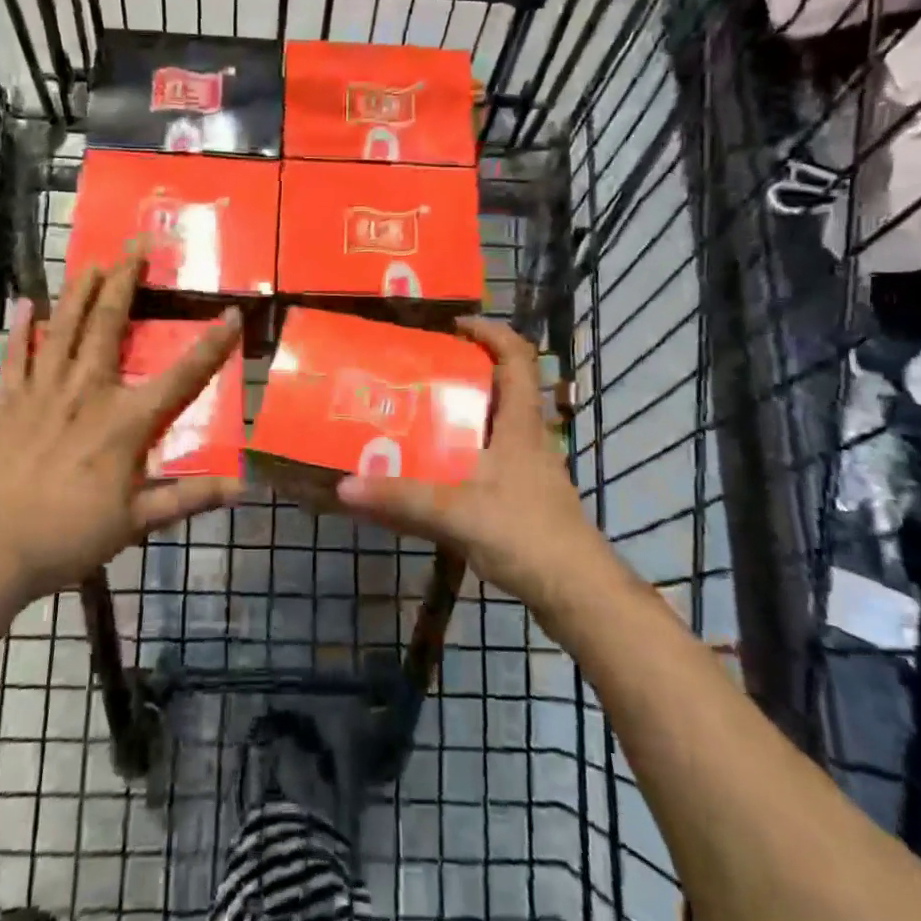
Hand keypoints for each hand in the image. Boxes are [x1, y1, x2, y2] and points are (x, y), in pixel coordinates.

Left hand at [0, 254, 243, 604]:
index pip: (181, 376)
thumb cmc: (68, 536)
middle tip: (137, 243)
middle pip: (108, 325)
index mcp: (125, 421)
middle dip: (126, 281)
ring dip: (80, 290)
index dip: (211, 344)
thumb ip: (188, 498)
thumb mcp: (136, 523)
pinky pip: (15, 356)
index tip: (232, 313)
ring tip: (93, 260)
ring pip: (63, 328)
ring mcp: (42, 392)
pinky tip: (25, 303)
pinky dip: (21, 329)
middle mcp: (87, 392)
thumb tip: (242, 488)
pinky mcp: (7, 402)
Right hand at [337, 318, 603, 613]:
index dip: (489, 333)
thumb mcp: (456, 512)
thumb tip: (344, 486)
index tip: (452, 327)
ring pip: (495, 425)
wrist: (577, 593)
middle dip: (463, 373)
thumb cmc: (524, 534)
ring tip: (416, 417)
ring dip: (462, 415)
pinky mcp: (525, 497)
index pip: (516, 357)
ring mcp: (530, 469)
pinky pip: (491, 458)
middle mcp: (528, 438)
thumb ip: (400, 498)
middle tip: (418, 374)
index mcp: (520, 424)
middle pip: (502, 387)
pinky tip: (435, 471)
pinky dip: (464, 453)